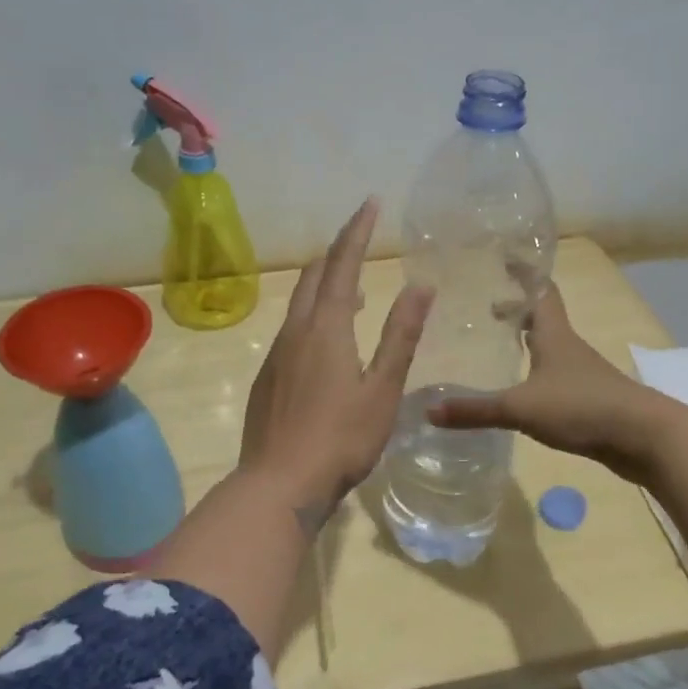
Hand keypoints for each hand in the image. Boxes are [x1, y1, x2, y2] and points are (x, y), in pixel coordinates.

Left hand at [240, 199, 432, 514]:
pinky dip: (313, 317)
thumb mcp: (382, 388)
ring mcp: (276, 355)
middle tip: (360, 239)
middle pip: (313, 277)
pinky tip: (328, 342)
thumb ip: (401, 335)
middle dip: (336, 251)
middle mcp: (295, 332)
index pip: (341, 264)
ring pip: (300, 304)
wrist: (278, 484)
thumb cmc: (341, 439)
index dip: (356, 232)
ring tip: (353, 289)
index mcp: (326, 328)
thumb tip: (420, 285)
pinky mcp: (267, 378)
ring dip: (325, 286)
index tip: (370, 203)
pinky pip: (292, 330)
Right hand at [429, 285, 667, 482]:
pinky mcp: (588, 398)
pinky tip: (521, 389)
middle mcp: (568, 346)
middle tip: (486, 308)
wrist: (644, 438)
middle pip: (542, 317)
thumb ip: (476, 410)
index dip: (523, 272)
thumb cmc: (582, 406)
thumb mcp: (521, 408)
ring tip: (498, 346)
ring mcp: (581, 373)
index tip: (503, 257)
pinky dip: (535, 372)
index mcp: (554, 334)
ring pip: (548, 347)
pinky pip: (554, 376)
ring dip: (526, 341)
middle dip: (516, 309)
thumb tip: (429, 411)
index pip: (539, 291)